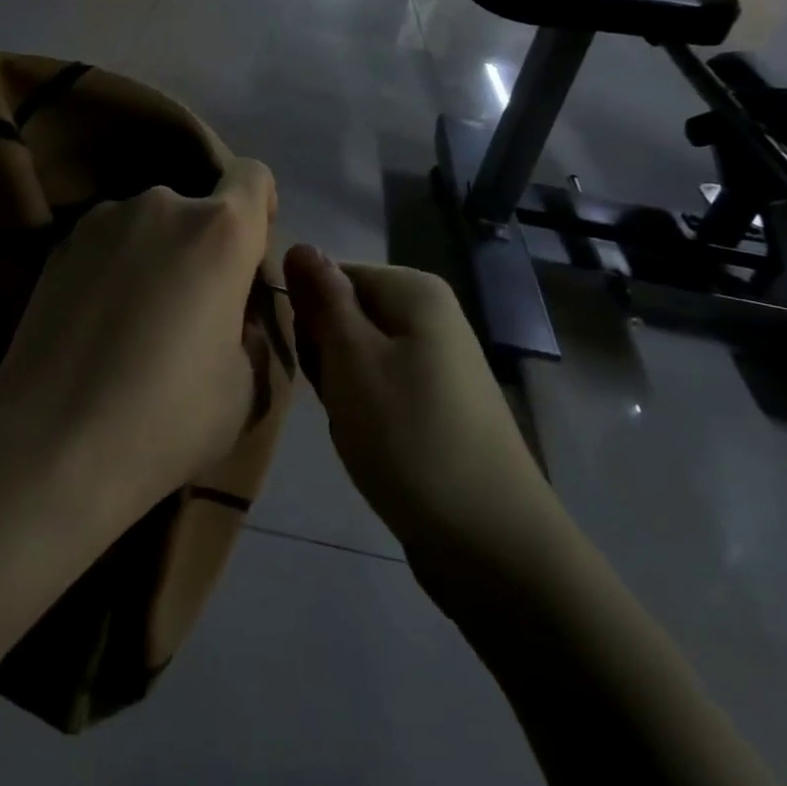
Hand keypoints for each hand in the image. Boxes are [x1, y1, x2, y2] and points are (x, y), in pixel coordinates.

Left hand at [0, 161, 278, 530]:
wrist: (52, 444)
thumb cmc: (168, 417)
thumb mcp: (246, 384)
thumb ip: (250, 328)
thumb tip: (230, 313)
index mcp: (219, 230)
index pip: (252, 176)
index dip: (259, 208)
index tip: (247, 258)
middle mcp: (159, 205)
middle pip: (197, 208)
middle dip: (205, 245)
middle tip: (192, 308)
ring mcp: (99, 221)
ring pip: (148, 225)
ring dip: (156, 254)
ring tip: (136, 321)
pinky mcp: (56, 246)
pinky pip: (106, 244)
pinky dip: (114, 268)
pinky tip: (98, 324)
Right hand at [283, 245, 565, 573]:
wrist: (488, 540)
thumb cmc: (409, 437)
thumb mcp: (352, 360)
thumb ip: (323, 299)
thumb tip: (299, 245)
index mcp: (414, 291)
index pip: (331, 275)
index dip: (308, 316)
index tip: (310, 360)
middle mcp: (431, 315)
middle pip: (345, 314)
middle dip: (325, 355)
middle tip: (335, 396)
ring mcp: (437, 361)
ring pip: (357, 356)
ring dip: (341, 388)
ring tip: (354, 425)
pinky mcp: (436, 402)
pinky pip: (380, 388)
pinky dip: (364, 411)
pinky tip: (370, 442)